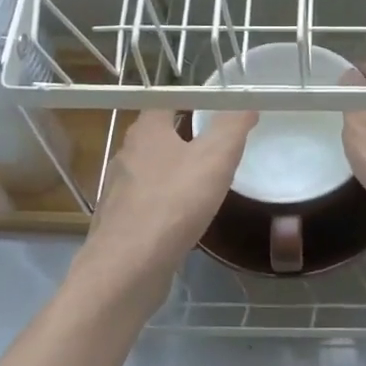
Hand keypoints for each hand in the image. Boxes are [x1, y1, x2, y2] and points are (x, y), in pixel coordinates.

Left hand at [78, 109, 254, 297]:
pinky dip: (166, 204)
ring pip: (151, 171)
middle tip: (215, 144)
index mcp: (146, 132)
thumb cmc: (174, 203)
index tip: (216, 107)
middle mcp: (126, 155)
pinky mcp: (120, 221)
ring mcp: (119, 190)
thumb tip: (247, 103)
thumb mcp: (215, 158)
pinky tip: (183, 219)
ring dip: (174, 172)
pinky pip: (147, 203)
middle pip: (157, 136)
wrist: (129, 265)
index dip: (191, 100)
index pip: (166, 101)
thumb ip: (232, 127)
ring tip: (203, 182)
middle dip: (183, 137)